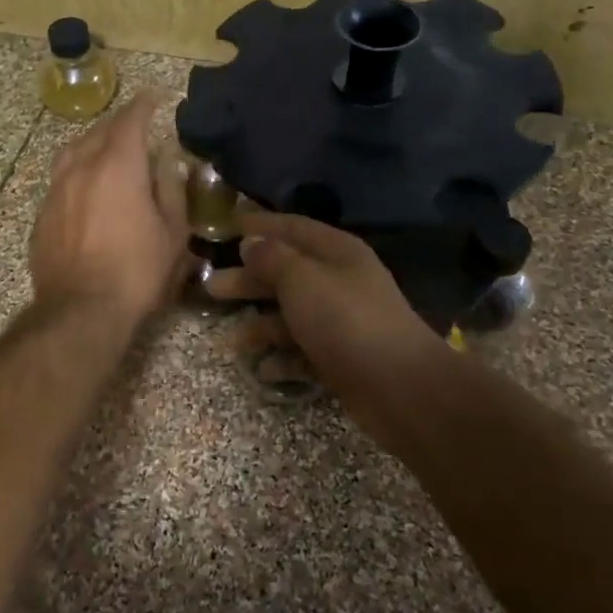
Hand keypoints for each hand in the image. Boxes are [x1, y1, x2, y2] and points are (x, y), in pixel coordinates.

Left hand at [30, 93, 188, 327]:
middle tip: (136, 125)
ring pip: (72, 152)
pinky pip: (60, 180)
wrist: (80, 311)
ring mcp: (55, 191)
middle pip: (99, 131)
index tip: (155, 97)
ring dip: (92, 144)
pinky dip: (76, 173)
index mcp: (117, 166)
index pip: (130, 120)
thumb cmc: (137, 272)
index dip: (144, 105)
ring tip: (106, 151)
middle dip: (119, 123)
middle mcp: (81, 168)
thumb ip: (171, 188)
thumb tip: (168, 160)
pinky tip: (86, 190)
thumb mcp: (172, 232)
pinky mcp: (42, 216)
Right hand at [206, 211, 445, 447]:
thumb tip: (251, 242)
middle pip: (286, 272)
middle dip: (249, 280)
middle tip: (212, 288)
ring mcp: (342, 321)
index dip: (259, 225)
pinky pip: (304, 352)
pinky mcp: (342, 357)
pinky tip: (263, 369)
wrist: (401, 387)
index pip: (291, 227)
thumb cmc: (346, 321)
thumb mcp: (302, 280)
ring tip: (232, 341)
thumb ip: (272, 259)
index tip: (226, 226)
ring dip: (261, 326)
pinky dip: (283, 359)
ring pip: (292, 315)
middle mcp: (340, 281)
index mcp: (336, 252)